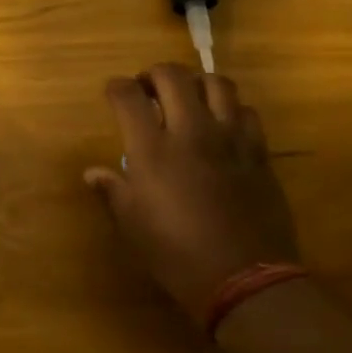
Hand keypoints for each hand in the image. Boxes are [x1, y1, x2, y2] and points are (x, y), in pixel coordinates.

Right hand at [86, 64, 299, 331]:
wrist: (244, 278)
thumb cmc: (176, 253)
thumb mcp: (132, 225)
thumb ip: (112, 190)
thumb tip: (93, 173)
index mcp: (152, 149)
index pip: (127, 95)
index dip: (116, 87)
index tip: (113, 94)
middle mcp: (190, 131)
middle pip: (172, 75)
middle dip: (154, 74)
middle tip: (148, 90)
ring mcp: (230, 138)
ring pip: (216, 83)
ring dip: (196, 83)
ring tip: (188, 99)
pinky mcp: (258, 151)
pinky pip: (246, 111)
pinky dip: (229, 108)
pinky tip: (222, 125)